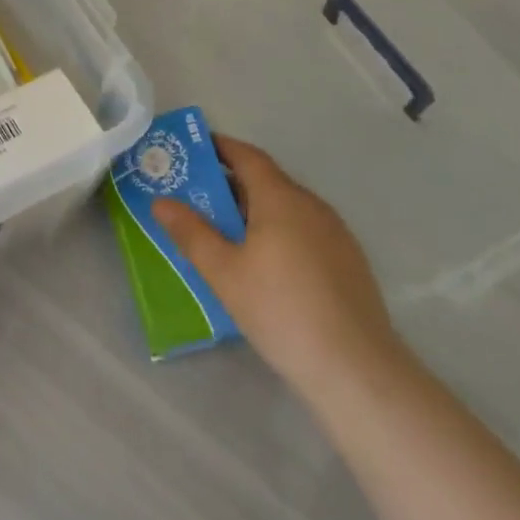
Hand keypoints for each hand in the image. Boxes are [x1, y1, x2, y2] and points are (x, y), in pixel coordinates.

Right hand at [153, 134, 405, 401]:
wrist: (358, 371)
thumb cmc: (282, 310)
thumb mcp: (224, 272)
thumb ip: (190, 232)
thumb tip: (161, 201)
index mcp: (280, 196)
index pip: (246, 155)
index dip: (219, 148)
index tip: (192, 152)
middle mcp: (311, 205)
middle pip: (265, 181)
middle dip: (230, 185)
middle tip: (196, 199)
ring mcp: (335, 234)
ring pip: (286, 209)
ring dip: (254, 212)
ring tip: (225, 235)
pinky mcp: (350, 264)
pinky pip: (304, 233)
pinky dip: (279, 234)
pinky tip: (265, 267)